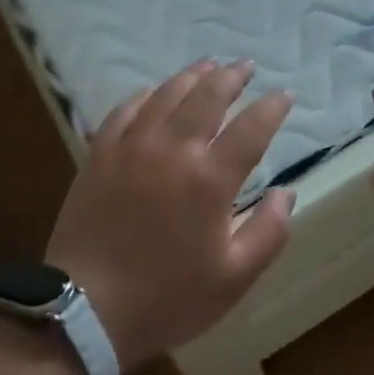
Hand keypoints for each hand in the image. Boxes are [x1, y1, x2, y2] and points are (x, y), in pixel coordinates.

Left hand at [45, 60, 295, 371]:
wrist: (86, 310)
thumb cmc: (168, 298)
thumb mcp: (234, 278)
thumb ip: (269, 232)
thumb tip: (287, 193)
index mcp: (210, 180)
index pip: (251, 128)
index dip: (272, 107)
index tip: (284, 96)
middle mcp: (173, 150)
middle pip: (208, 96)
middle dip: (232, 77)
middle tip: (247, 66)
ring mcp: (132, 147)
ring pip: (166, 94)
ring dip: (192, 75)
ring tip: (208, 64)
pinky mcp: (100, 154)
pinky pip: (124, 110)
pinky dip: (145, 95)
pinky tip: (153, 92)